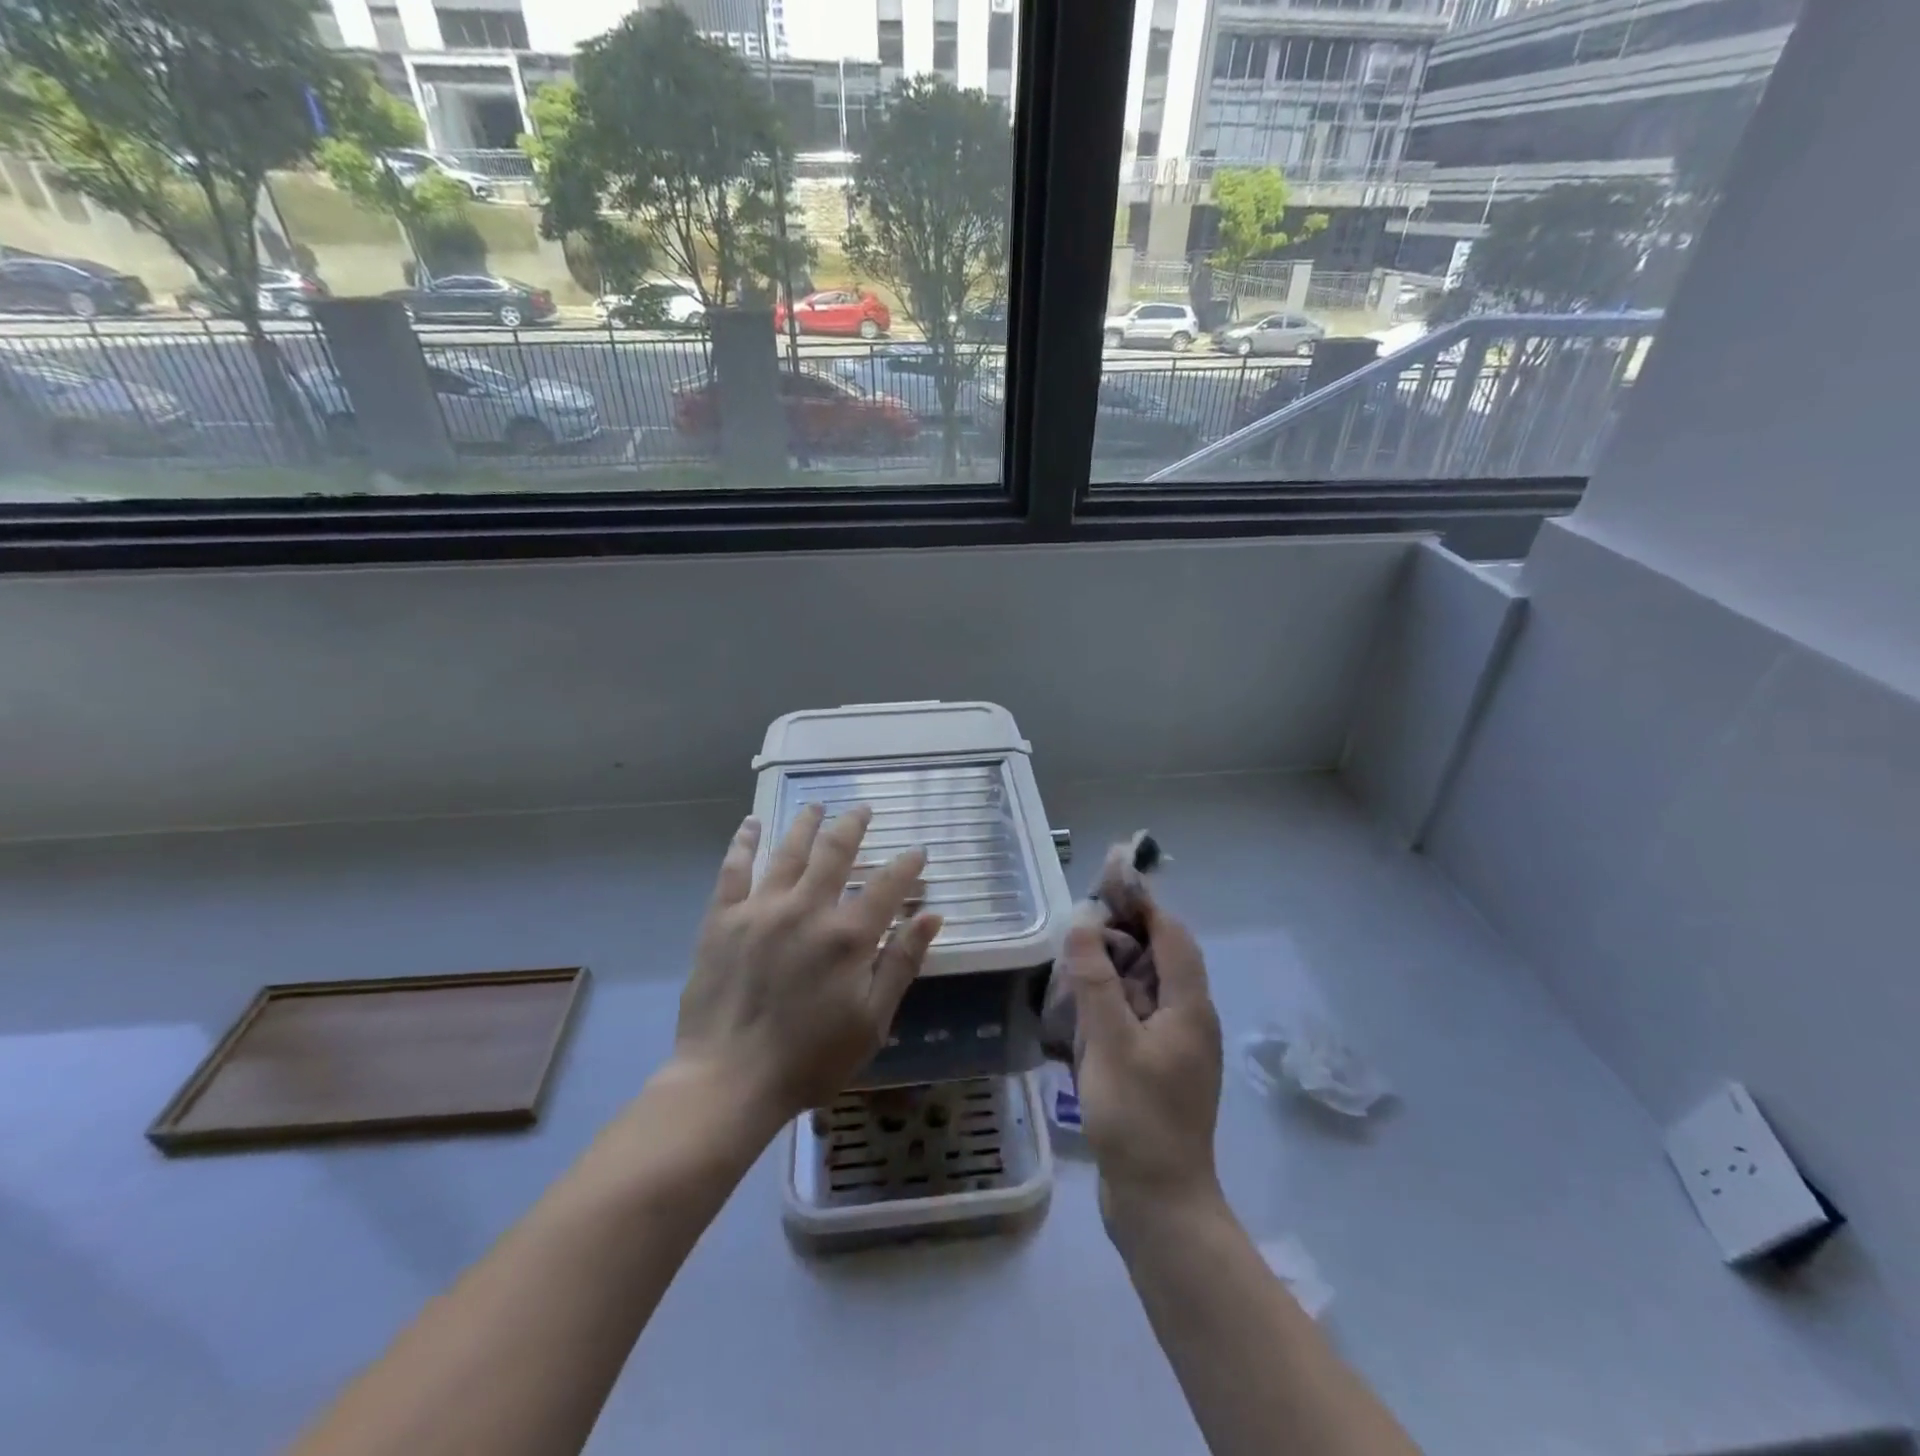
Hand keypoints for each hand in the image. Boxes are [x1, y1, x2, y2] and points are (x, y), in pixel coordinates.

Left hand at [673, 806, 942, 1121]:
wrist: (728, 1082)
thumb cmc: (809, 1060)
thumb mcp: (872, 1022)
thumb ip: (902, 964)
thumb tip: (931, 916)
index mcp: (848, 936)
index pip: (887, 884)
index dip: (906, 864)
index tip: (917, 852)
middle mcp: (806, 909)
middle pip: (835, 851)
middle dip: (854, 825)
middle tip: (862, 810)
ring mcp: (760, 909)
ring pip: (788, 850)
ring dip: (806, 823)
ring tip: (817, 806)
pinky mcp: (722, 919)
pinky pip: (733, 869)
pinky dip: (744, 842)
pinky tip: (752, 823)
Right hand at [1065, 899, 1223, 1225]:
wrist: (1159, 1204)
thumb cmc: (1137, 1118)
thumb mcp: (1110, 1042)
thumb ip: (1094, 980)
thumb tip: (1083, 922)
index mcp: (1188, 1006)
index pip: (1171, 934)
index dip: (1142, 902)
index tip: (1107, 879)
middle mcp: (1189, 1018)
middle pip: (1160, 957)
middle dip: (1123, 931)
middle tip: (1079, 918)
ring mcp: (1175, 1046)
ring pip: (1146, 987)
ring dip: (1114, 966)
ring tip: (1074, 955)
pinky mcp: (1158, 1068)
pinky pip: (1136, 1016)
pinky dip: (1112, 999)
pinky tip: (1080, 1005)